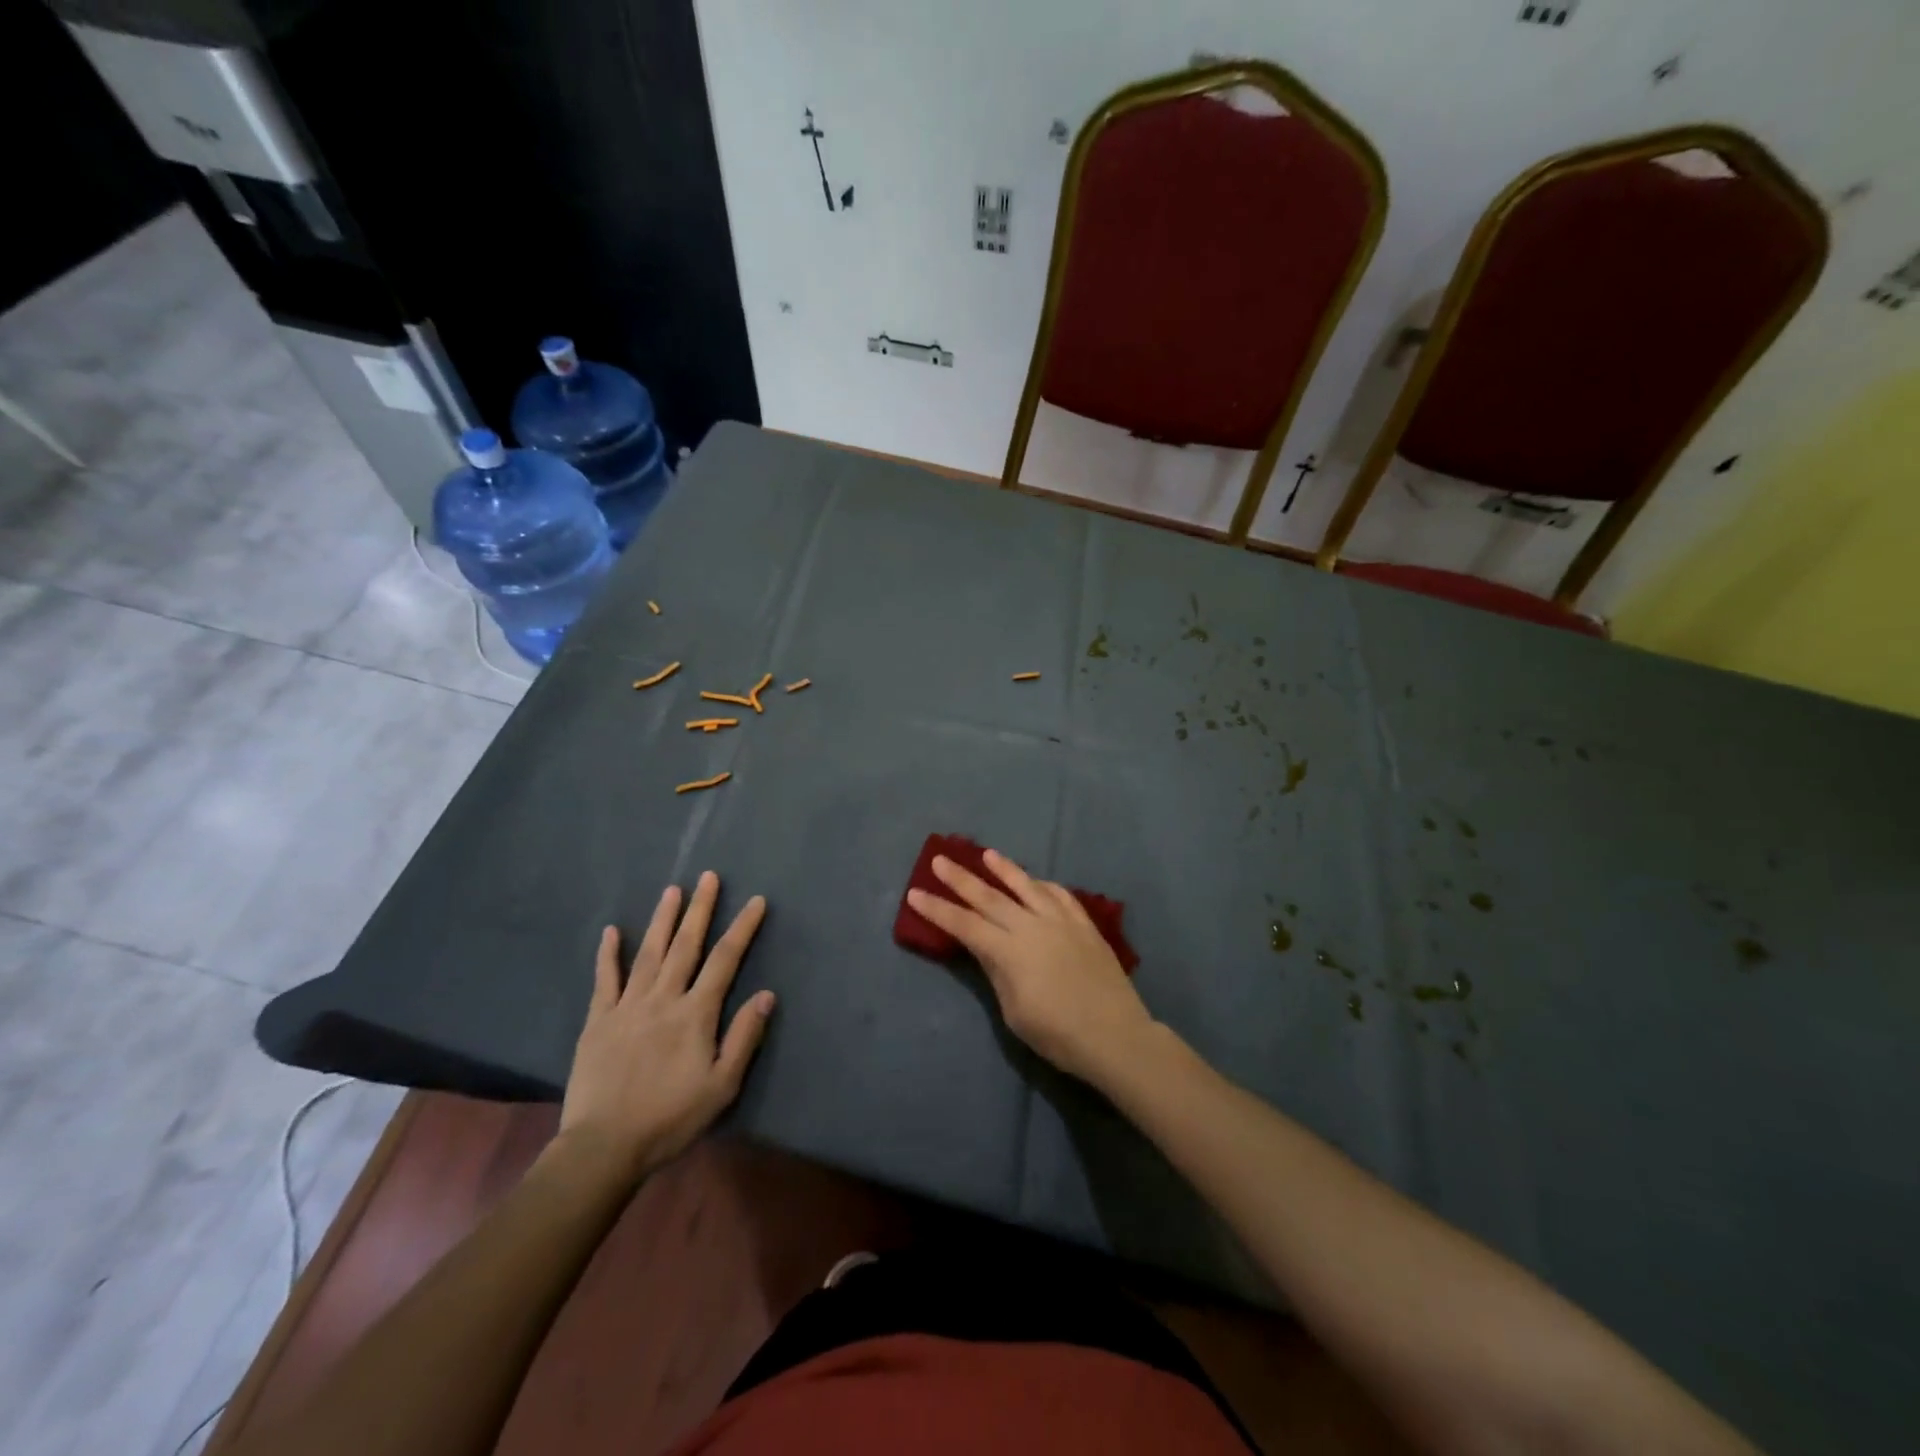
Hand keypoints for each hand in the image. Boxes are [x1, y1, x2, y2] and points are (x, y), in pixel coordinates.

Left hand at [557, 872, 774, 1184]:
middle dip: (701, 909)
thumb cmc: (671, 1118)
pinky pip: (604, 980)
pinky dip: (608, 954)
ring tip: (672, 890)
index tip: (756, 901)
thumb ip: (744, 1037)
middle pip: (686, 945)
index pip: (725, 960)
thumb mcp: (722, 1086)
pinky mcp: (598, 1021)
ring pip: (648, 953)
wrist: (603, 1147)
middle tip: (709, 876)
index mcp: (695, 1014)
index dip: (743, 928)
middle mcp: (663, 999)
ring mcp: (627, 1007)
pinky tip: (611, 932)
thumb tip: (766, 994)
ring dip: (662, 920)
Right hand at [907, 849, 1157, 1086]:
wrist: (1116, 1035)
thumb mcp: (1014, 1012)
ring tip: (987, 854)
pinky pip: (1060, 895)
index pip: (964, 925)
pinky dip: (1044, 885)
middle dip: (960, 878)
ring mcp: (1061, 921)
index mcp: (1009, 951)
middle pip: (989, 897)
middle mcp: (1031, 926)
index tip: (915, 893)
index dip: (937, 910)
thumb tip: (987, 949)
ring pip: (1027, 886)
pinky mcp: (1084, 925)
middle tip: (939, 859)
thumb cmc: (1058, 1035)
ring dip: (1004, 869)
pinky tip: (1037, 881)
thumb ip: (998, 973)